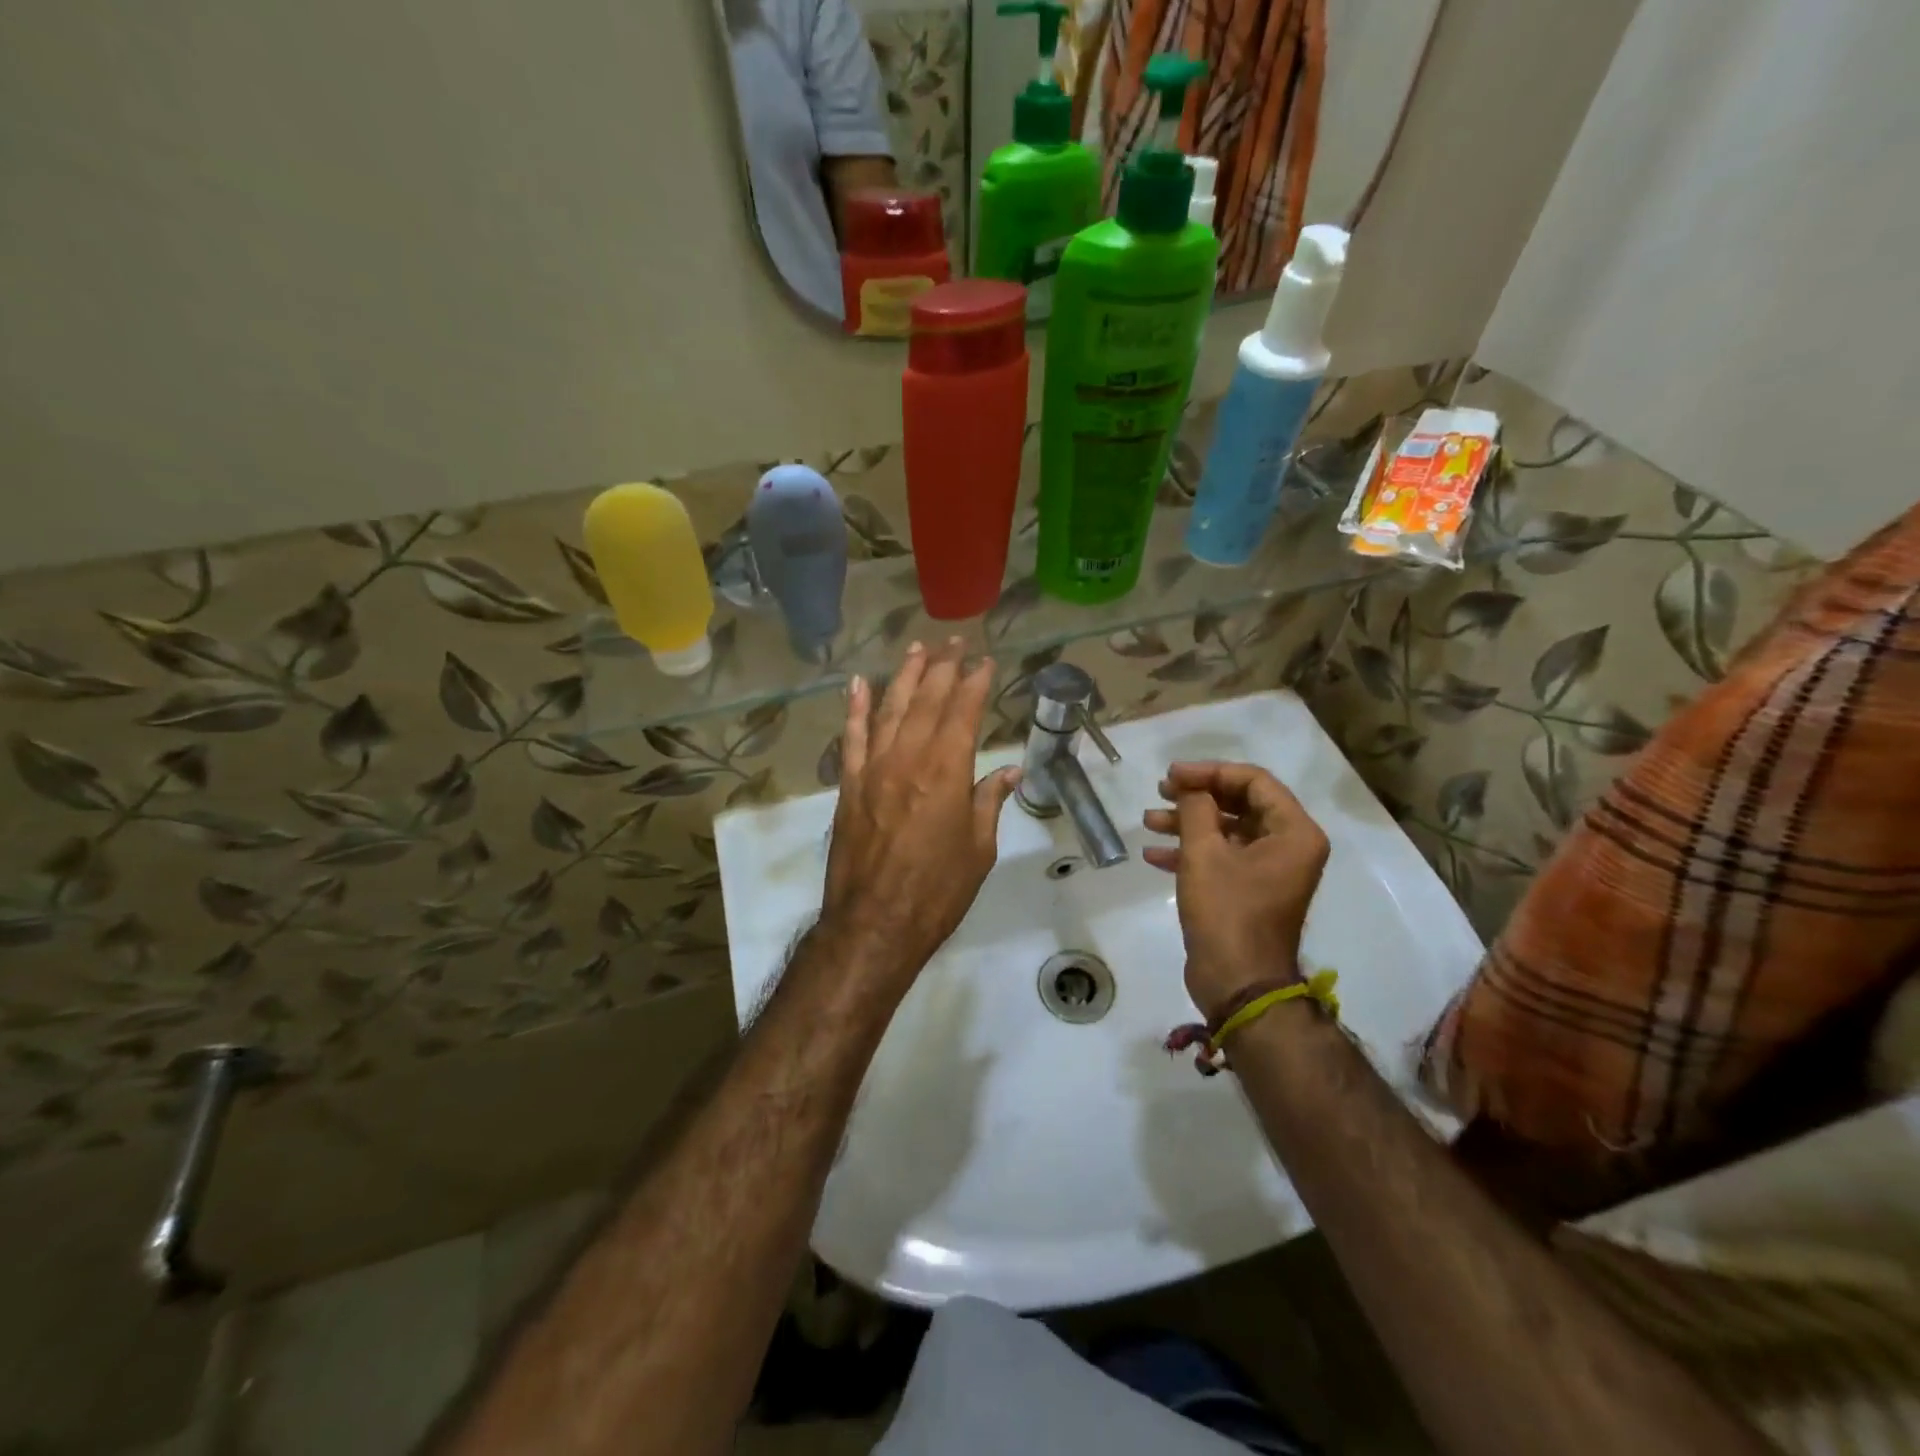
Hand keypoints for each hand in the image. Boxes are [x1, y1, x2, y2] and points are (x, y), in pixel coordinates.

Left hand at [821, 640, 1021, 989]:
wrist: (874, 924)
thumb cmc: (937, 891)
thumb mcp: (979, 850)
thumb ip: (989, 803)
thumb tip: (1009, 771)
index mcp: (947, 772)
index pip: (963, 712)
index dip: (975, 682)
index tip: (985, 661)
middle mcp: (909, 759)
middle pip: (927, 701)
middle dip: (944, 667)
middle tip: (956, 642)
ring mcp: (873, 769)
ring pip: (889, 709)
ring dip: (905, 676)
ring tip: (918, 649)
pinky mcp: (848, 786)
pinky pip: (851, 737)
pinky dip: (855, 708)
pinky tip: (860, 684)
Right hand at [1143, 761, 1329, 1020]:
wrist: (1238, 983)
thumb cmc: (1227, 912)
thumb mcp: (1204, 853)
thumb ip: (1196, 809)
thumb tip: (1192, 791)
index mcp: (1294, 832)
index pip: (1254, 781)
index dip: (1210, 772)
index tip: (1172, 774)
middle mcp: (1289, 846)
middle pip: (1241, 803)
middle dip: (1197, 796)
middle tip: (1160, 791)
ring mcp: (1270, 870)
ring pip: (1227, 831)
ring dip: (1188, 824)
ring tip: (1149, 820)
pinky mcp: (1249, 891)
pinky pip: (1222, 858)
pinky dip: (1191, 852)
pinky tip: (1154, 855)